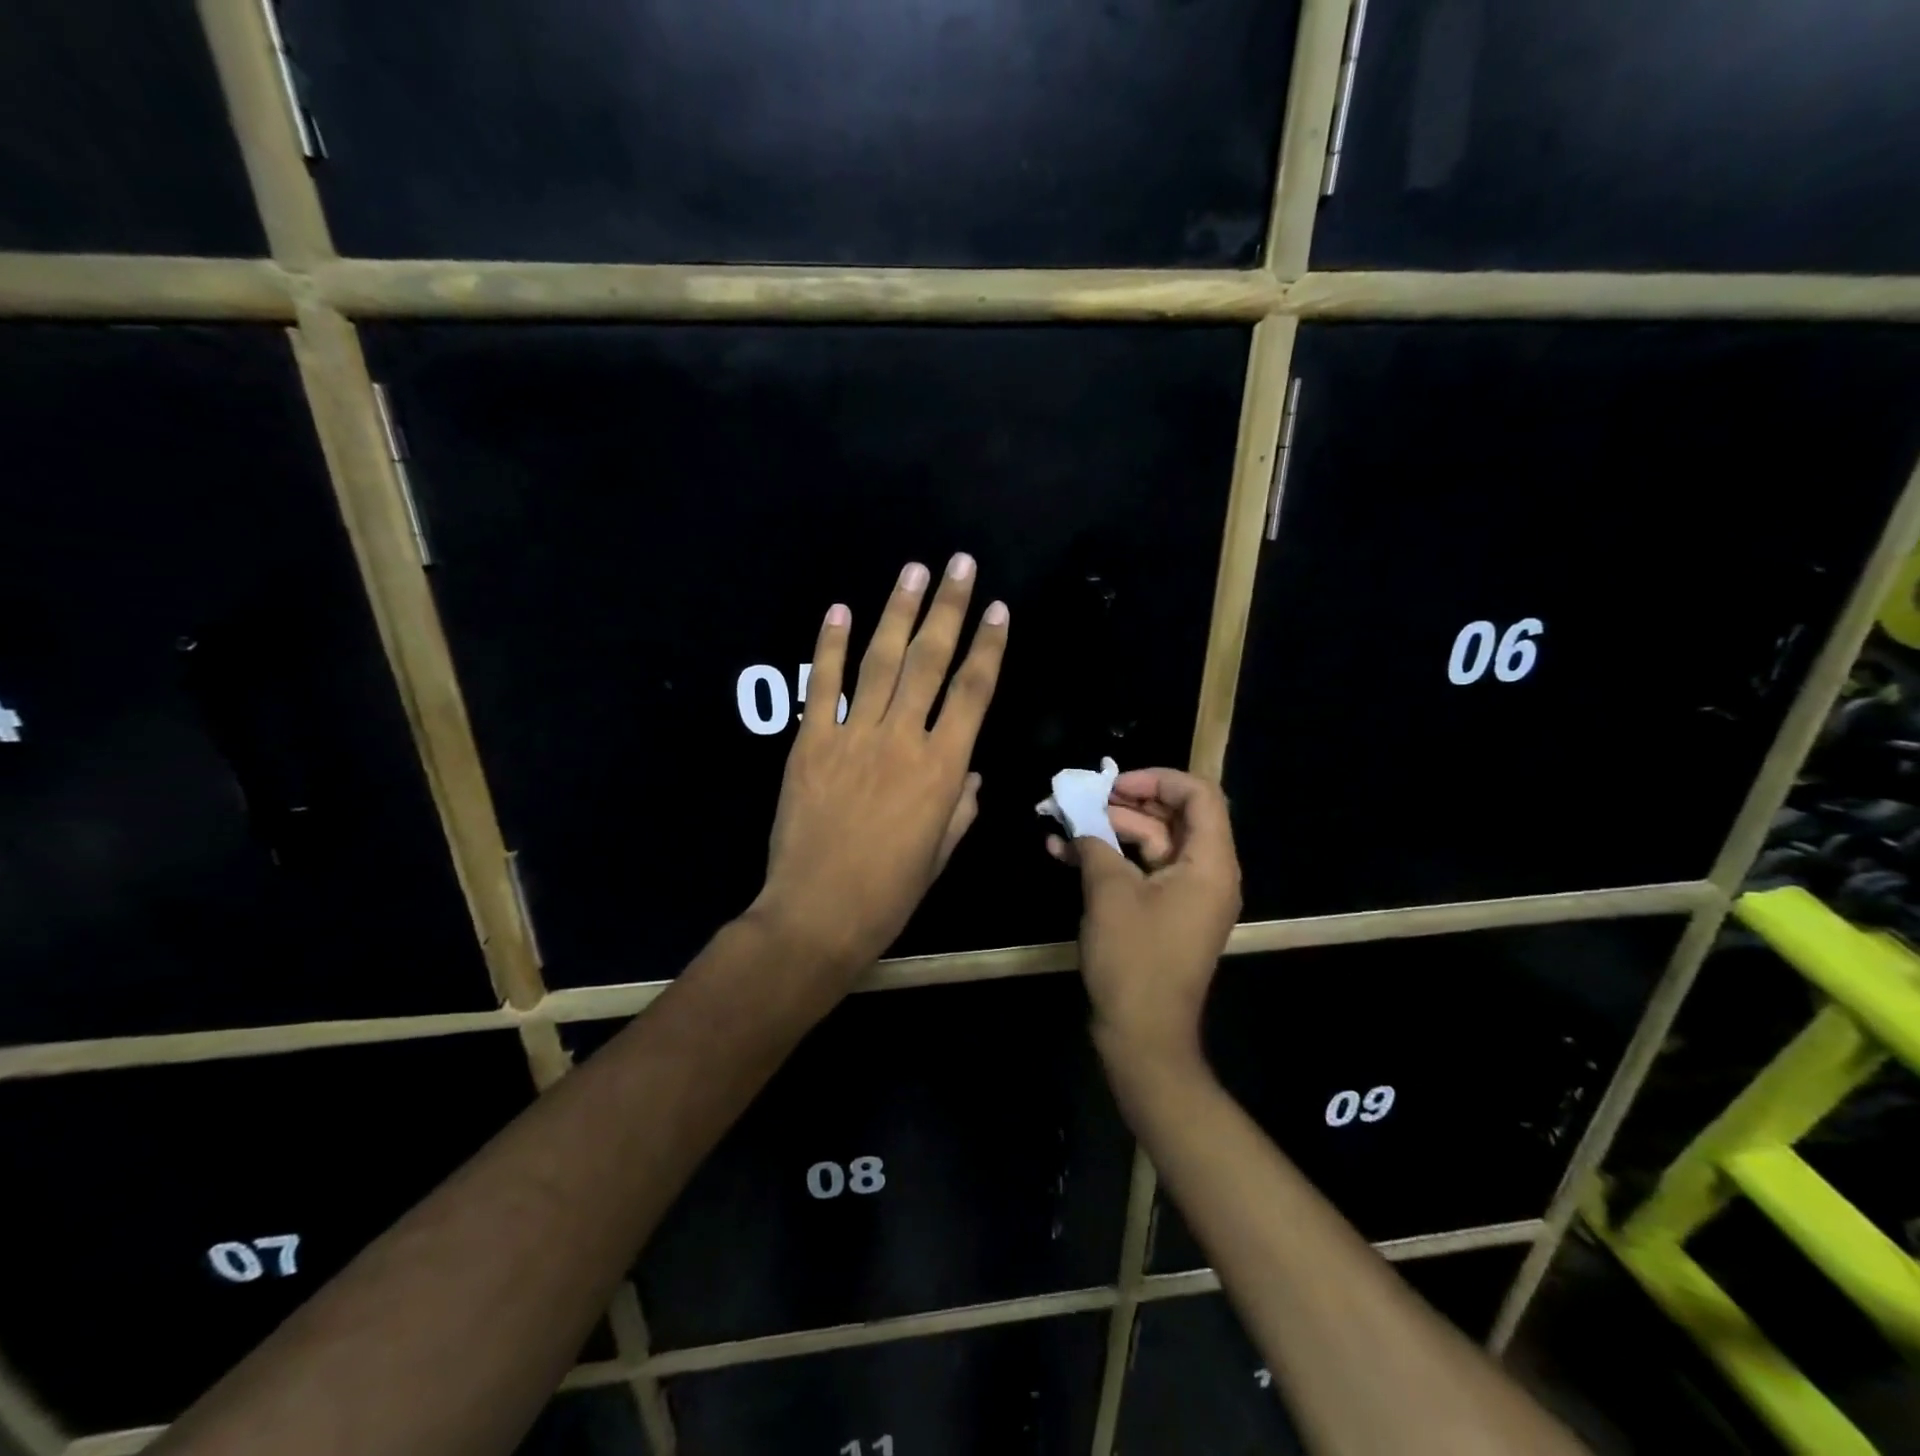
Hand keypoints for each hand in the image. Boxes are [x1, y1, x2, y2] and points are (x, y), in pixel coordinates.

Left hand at [751, 555, 1009, 975]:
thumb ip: (960, 807)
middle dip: (948, 608)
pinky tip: (840, 610)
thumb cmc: (890, 892)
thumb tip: (970, 775)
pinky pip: (823, 686)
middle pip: (930, 662)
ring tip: (914, 570)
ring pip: (881, 663)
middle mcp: (902, 740)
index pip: (973, 693)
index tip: (998, 610)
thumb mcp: (940, 853)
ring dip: (898, 612)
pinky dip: (830, 647)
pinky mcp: (810, 744)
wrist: (817, 913)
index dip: (989, 647)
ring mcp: (853, 737)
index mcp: (943, 769)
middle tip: (959, 564)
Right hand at [1049, 768, 1240, 1069]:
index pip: (1199, 796)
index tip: (1114, 783)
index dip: (1158, 779)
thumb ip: (1095, 844)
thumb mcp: (1109, 893)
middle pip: (1174, 816)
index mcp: (1210, 863)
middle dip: (1126, 802)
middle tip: (1084, 796)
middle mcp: (1206, 873)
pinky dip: (1109, 859)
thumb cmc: (1134, 959)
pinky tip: (1063, 852)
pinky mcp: (1165, 913)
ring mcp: (1186, 895)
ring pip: (1153, 843)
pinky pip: (1142, 871)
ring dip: (1110, 829)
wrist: (1143, 1034)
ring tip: (1063, 820)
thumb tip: (1078, 822)